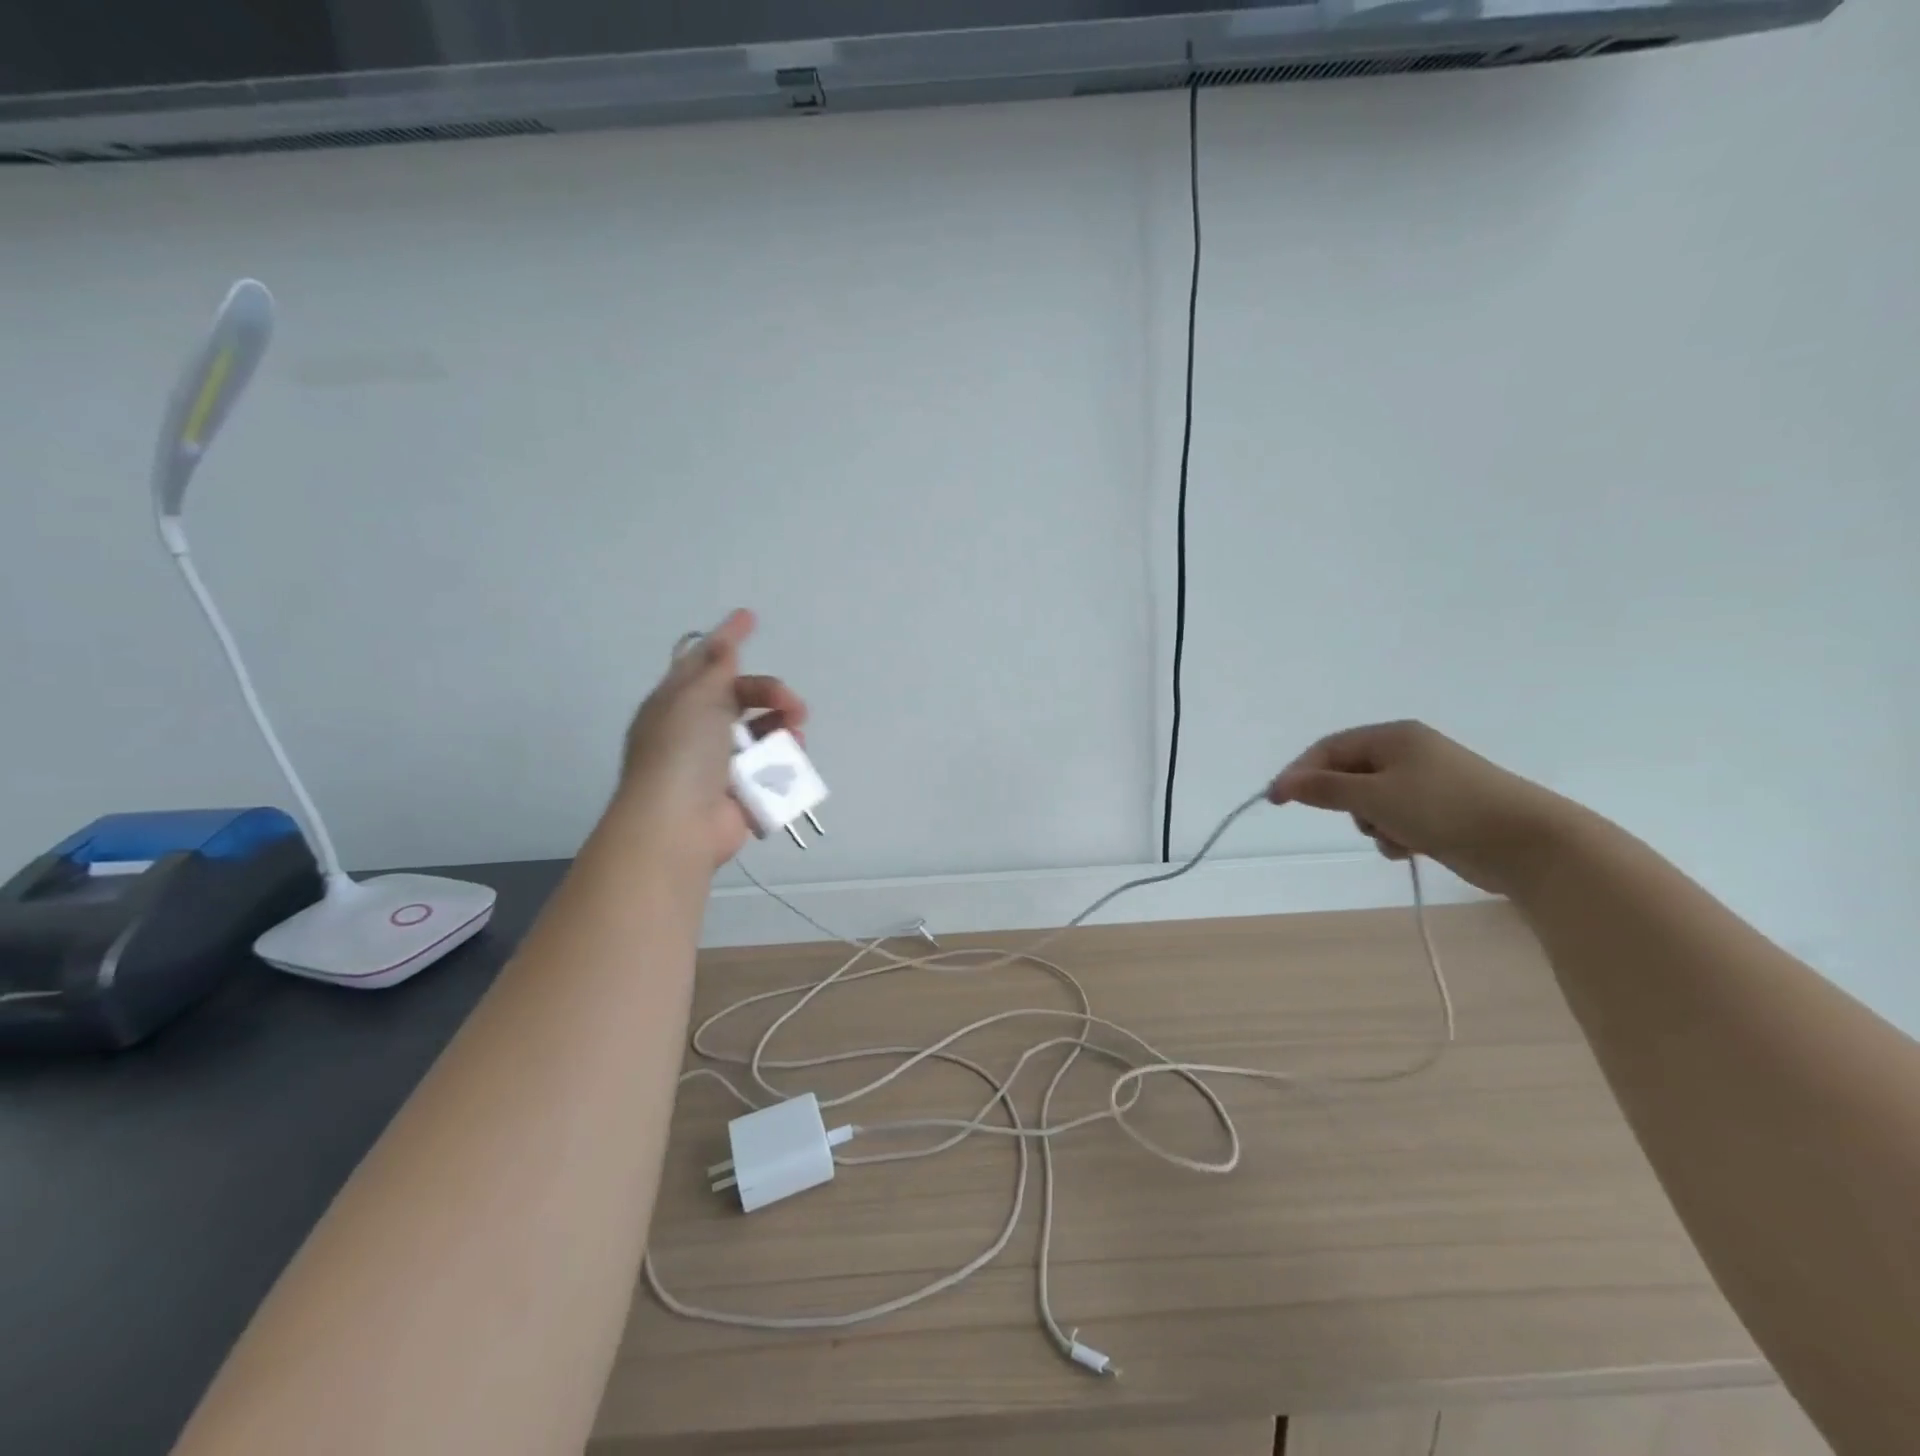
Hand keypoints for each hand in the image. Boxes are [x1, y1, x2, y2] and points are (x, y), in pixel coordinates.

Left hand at [614, 609, 807, 871]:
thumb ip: (715, 668)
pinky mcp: (741, 791)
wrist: (679, 824)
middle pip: (742, 697)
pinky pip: (770, 766)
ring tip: (796, 733)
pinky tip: (794, 757)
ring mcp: (719, 763)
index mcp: (676, 703)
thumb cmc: (681, 753)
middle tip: (792, 704)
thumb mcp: (695, 699)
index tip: (750, 616)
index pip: (704, 661)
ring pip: (761, 732)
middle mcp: (696, 730)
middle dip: (771, 694)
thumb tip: (723, 642)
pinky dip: (784, 759)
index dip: (726, 638)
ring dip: (783, 726)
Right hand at [1267, 721, 1570, 895]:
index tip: (1277, 802)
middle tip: (1359, 821)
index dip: (1300, 773)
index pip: (1329, 748)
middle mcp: (1409, 752)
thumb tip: (1283, 783)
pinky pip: (1397, 817)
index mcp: (1393, 736)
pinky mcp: (1442, 810)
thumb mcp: (1374, 797)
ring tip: (1394, 838)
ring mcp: (1428, 781)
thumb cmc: (1444, 809)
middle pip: (1349, 774)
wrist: (1528, 843)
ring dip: (1373, 823)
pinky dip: (1395, 834)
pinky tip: (1410, 848)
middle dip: (1346, 803)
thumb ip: (1324, 789)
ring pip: (1372, 801)